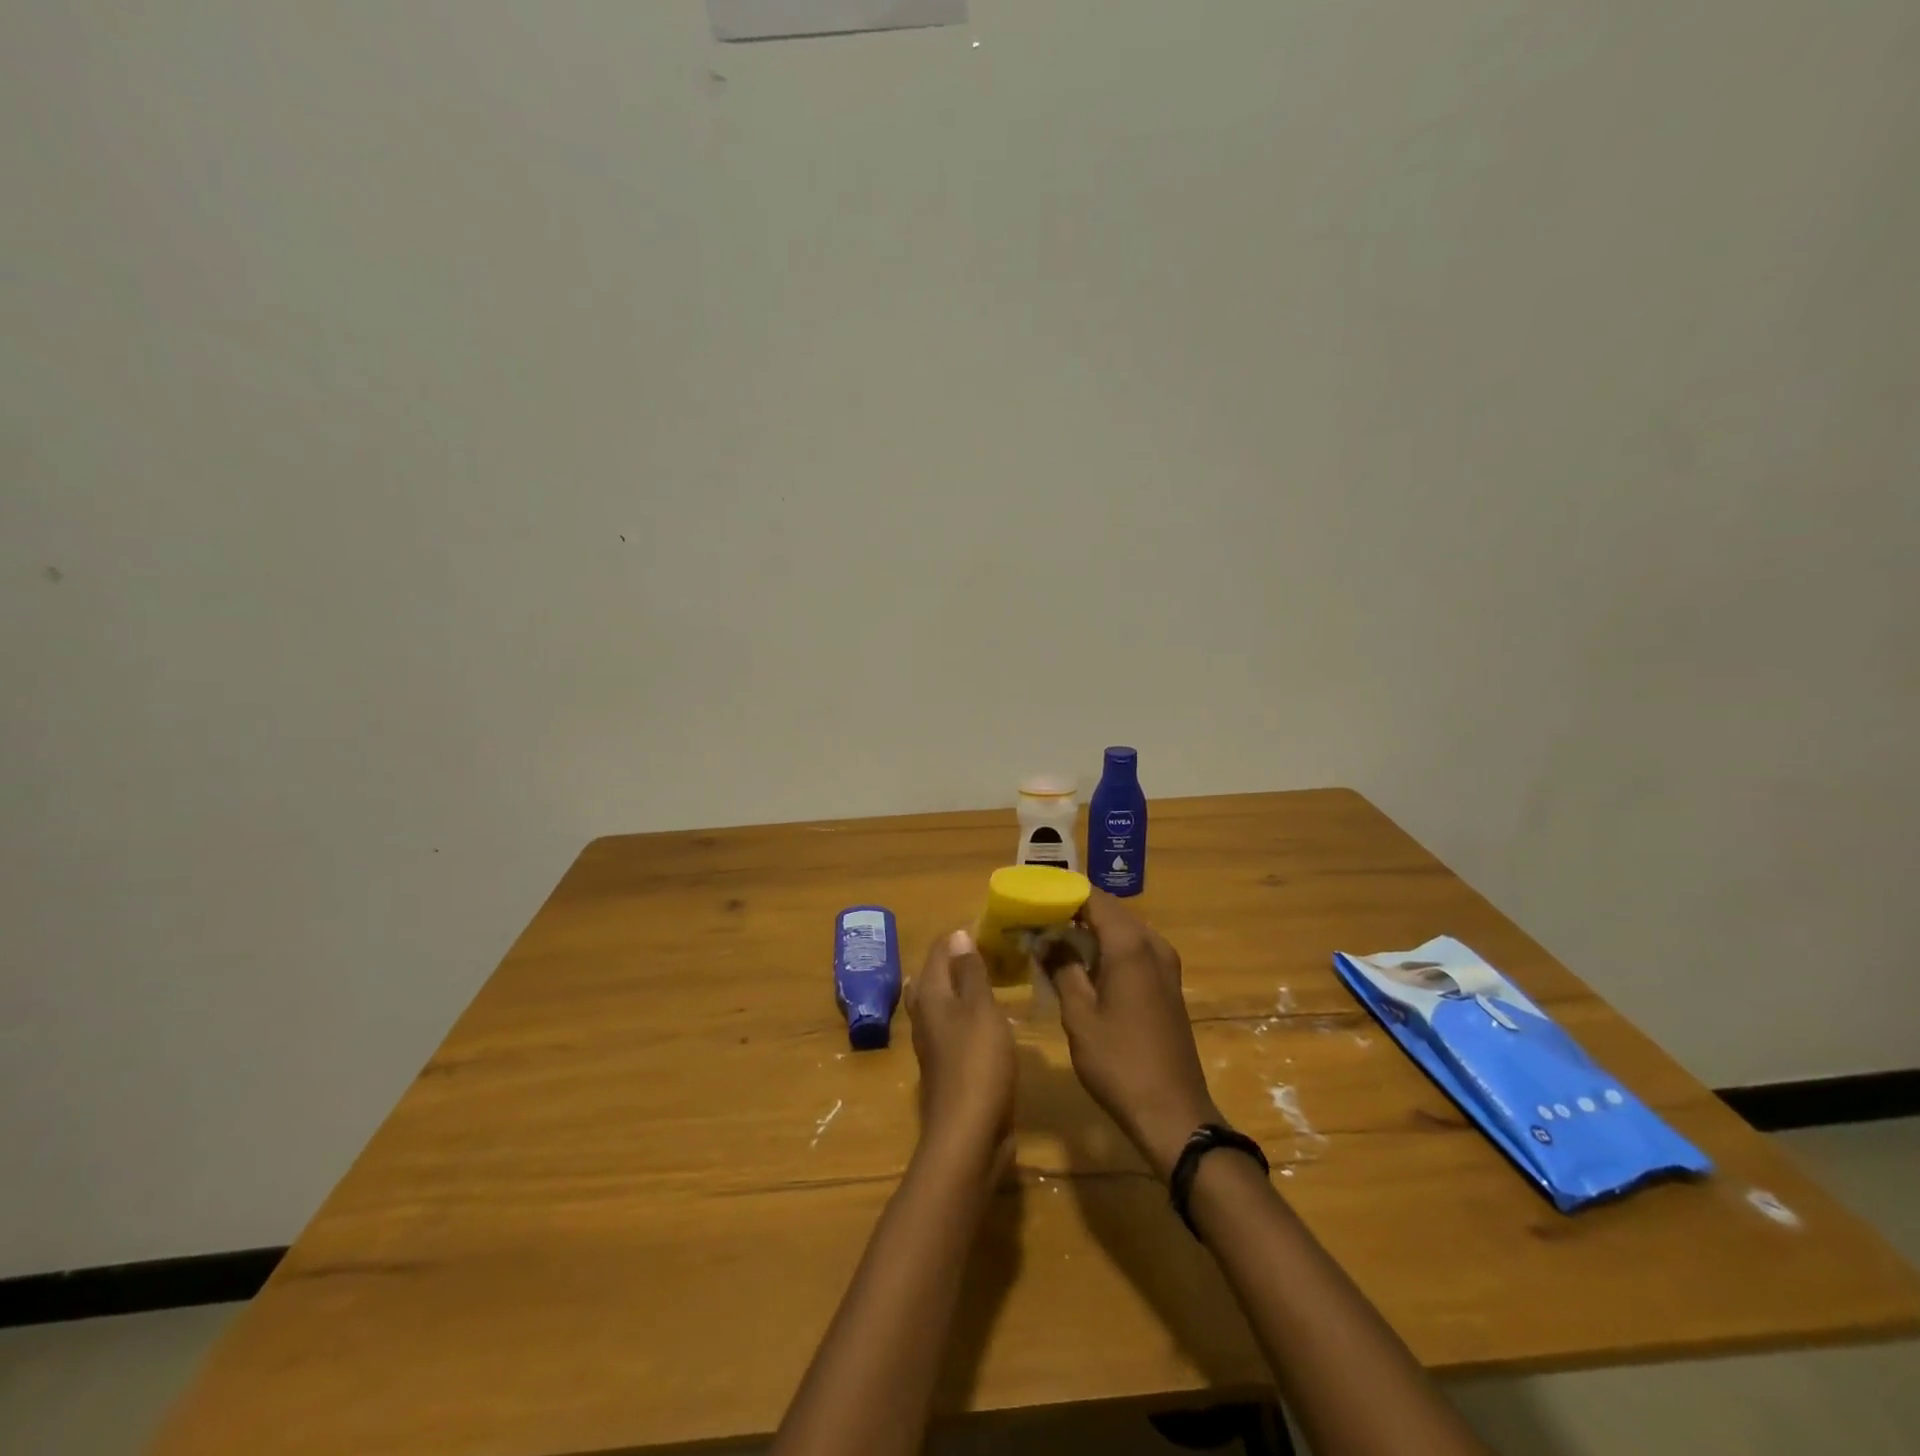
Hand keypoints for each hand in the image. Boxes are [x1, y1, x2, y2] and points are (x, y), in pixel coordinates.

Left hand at [906, 929, 1015, 1178]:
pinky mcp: (948, 1066)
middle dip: (957, 959)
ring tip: (989, 976)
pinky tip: (989, 1018)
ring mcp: (934, 1043)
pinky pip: (955, 1027)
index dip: (960, 936)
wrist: (968, 1135)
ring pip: (942, 1003)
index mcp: (930, 996)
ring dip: (962, 987)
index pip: (939, 951)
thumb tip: (958, 934)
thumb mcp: (981, 1009)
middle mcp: (925, 1015)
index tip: (989, 926)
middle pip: (934, 976)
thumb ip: (970, 972)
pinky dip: (969, 1013)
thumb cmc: (977, 1063)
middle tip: (989, 949)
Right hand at [1047, 891, 1219, 1180]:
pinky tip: (1080, 966)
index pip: (1093, 897)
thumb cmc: (1119, 1063)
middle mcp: (1153, 945)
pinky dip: (1106, 950)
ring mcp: (1165, 965)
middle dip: (1072, 912)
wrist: (1174, 1113)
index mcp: (1130, 945)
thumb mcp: (1079, 1015)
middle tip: (1035, 920)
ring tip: (1050, 940)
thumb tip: (1045, 939)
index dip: (1062, 893)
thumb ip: (1062, 969)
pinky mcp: (1167, 985)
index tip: (1032, 897)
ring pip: (1121, 931)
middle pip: (1109, 911)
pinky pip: (1133, 951)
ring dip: (1089, 932)